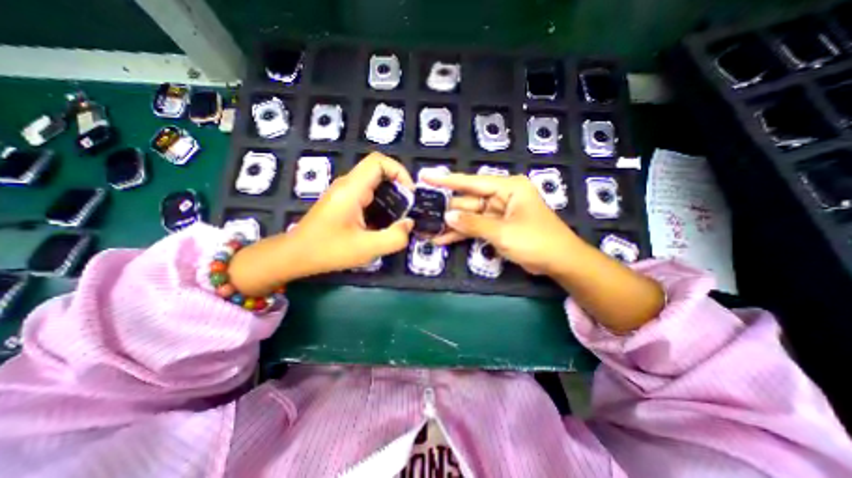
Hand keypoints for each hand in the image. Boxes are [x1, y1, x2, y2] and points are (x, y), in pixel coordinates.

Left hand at [226, 154, 412, 295]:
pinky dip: (380, 204)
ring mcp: (343, 193)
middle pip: (378, 171)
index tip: (409, 193)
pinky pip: (367, 194)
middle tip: (407, 208)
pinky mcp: (342, 202)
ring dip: (390, 197)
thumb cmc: (329, 250)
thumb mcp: (367, 248)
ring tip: (398, 217)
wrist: (295, 255)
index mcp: (352, 189)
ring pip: (373, 184)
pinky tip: (383, 222)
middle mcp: (347, 185)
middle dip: (398, 187)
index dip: (399, 171)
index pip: (378, 161)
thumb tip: (409, 224)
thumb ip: (394, 237)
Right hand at [430, 175, 581, 274]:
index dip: (447, 180)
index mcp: (508, 187)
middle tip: (422, 212)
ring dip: (451, 225)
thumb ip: (473, 224)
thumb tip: (448, 217)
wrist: (559, 262)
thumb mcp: (503, 232)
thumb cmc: (536, 241)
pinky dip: (461, 234)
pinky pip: (475, 228)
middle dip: (446, 209)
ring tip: (428, 229)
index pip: (472, 182)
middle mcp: (501, 196)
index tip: (425, 176)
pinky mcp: (496, 227)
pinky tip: (443, 239)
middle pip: (468, 200)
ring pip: (469, 216)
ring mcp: (498, 212)